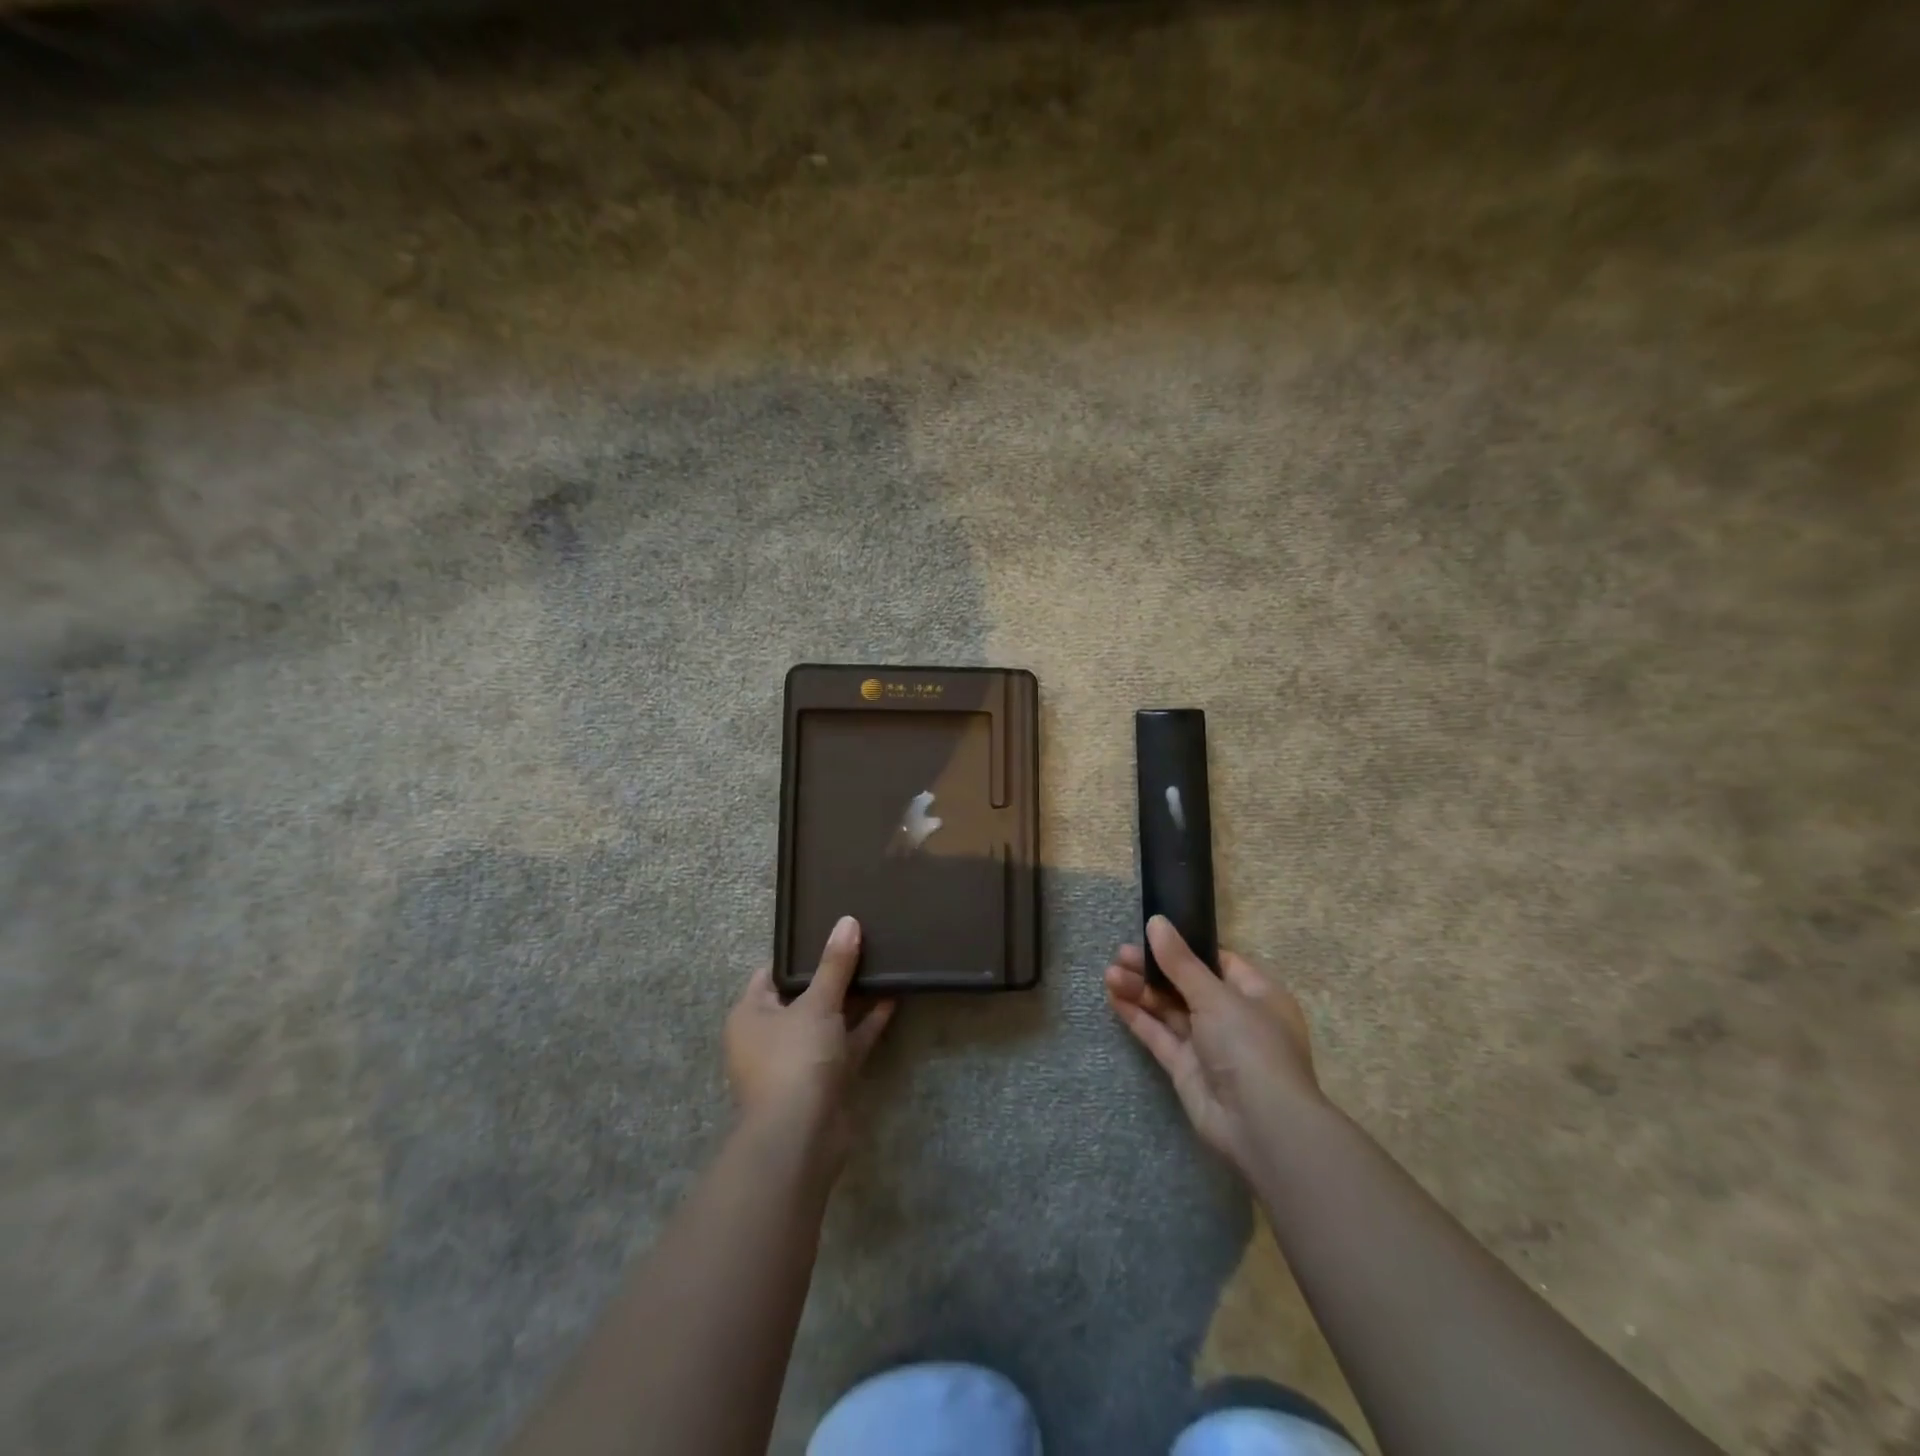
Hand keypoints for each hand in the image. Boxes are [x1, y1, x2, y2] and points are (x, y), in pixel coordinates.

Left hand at [726, 915, 896, 1152]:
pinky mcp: (824, 1082)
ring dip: (851, 1000)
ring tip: (880, 965)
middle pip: (802, 996)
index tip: (829, 929)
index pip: (773, 973)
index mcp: (751, 1014)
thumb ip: (835, 964)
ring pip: (827, 1021)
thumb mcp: (816, 1003)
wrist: (801, 1138)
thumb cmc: (795, 1059)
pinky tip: (891, 1000)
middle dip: (831, 975)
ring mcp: (797, 1061)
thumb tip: (847, 921)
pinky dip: (864, 1025)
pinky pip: (845, 1044)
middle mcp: (769, 1037)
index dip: (800, 953)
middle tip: (861, 942)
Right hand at [1105, 915, 1323, 1179]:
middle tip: (1120, 954)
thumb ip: (1180, 962)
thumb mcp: (1216, 996)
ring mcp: (1209, 1044)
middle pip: (1187, 984)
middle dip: (1154, 969)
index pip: (1218, 961)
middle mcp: (1233, 1017)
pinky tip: (1114, 997)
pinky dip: (1138, 1016)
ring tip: (1109, 973)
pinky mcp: (1186, 1068)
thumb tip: (1156, 922)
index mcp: (1256, 994)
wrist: (1261, 1126)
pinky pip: (1159, 1035)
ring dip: (1141, 990)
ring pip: (1169, 1009)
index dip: (1185, 947)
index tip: (1152, 934)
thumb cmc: (1250, 1045)